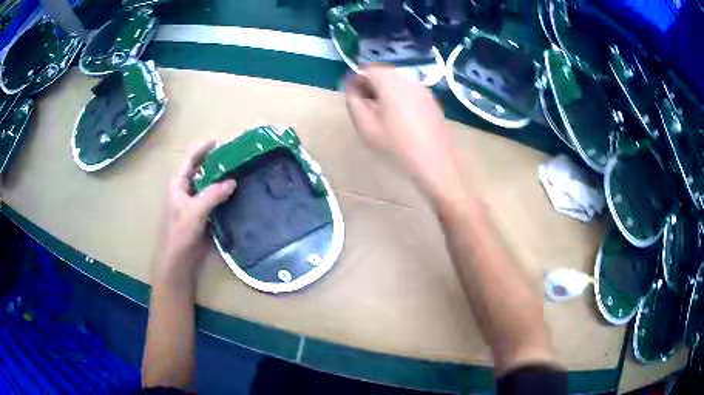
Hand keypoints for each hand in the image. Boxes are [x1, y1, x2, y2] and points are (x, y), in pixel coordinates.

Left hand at [153, 140, 236, 286]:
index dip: (202, 149)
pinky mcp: (201, 216)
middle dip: (216, 162)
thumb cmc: (180, 234)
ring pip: (208, 185)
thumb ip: (213, 194)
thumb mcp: (195, 211)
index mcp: (178, 185)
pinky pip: (214, 200)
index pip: (190, 160)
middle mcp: (185, 191)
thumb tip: (233, 181)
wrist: (177, 262)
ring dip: (221, 179)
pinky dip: (223, 195)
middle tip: (235, 156)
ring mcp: (194, 204)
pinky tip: (236, 193)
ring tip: (239, 171)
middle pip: (201, 171)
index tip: (219, 141)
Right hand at [345, 66, 463, 204]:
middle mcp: (409, 81)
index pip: (369, 69)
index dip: (356, 78)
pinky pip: (410, 91)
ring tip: (380, 111)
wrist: (433, 164)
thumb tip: (353, 88)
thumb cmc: (396, 146)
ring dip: (385, 90)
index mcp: (391, 83)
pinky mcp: (432, 102)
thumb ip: (354, 102)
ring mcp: (423, 90)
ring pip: (398, 82)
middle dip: (371, 83)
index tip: (351, 93)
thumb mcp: (365, 126)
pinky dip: (399, 96)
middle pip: (384, 73)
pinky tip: (399, 116)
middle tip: (363, 102)